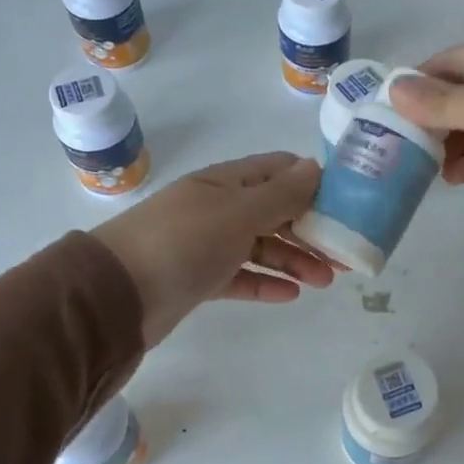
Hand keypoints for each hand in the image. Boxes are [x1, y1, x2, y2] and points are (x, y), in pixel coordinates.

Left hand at [92, 152, 335, 346]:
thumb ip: (280, 194)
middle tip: (344, 253)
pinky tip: (292, 295)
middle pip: (274, 212)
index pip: (277, 171)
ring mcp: (206, 244)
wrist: (116, 296)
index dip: (312, 183)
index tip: (347, 203)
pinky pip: (241, 276)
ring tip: (326, 281)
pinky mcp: (199, 279)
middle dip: (310, 229)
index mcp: (225, 182)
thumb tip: (316, 167)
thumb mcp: (238, 213)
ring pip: (261, 247)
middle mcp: (217, 208)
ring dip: (294, 260)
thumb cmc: (182, 243)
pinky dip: (265, 282)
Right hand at [386, 36, 463, 240]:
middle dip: (431, 119)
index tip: (383, 113)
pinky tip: (455, 180)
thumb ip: (446, 102)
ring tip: (420, 170)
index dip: (416, 83)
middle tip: (395, 149)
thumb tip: (393, 88)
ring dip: (452, 144)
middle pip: (463, 93)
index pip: (451, 61)